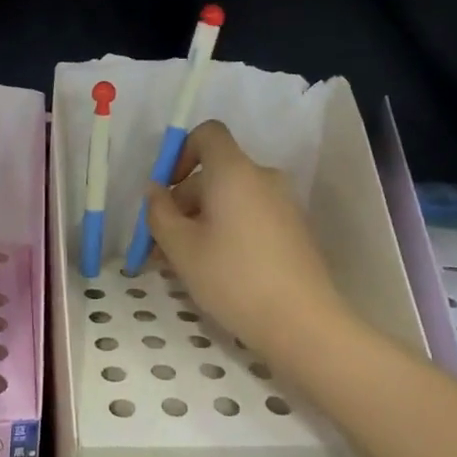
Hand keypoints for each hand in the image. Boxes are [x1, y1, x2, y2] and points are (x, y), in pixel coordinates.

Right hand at [145, 119, 347, 368]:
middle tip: (161, 244)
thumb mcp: (180, 247)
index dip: (181, 153)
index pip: (208, 134)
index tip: (166, 190)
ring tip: (182, 263)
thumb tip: (154, 190)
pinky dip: (228, 231)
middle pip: (215, 173)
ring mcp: (283, 204)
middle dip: (183, 202)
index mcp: (234, 171)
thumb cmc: (232, 278)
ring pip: (231, 199)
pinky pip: (251, 216)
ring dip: (202, 221)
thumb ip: (159, 213)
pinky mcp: (294, 230)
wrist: (302, 322)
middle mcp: (263, 178)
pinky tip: (215, 269)